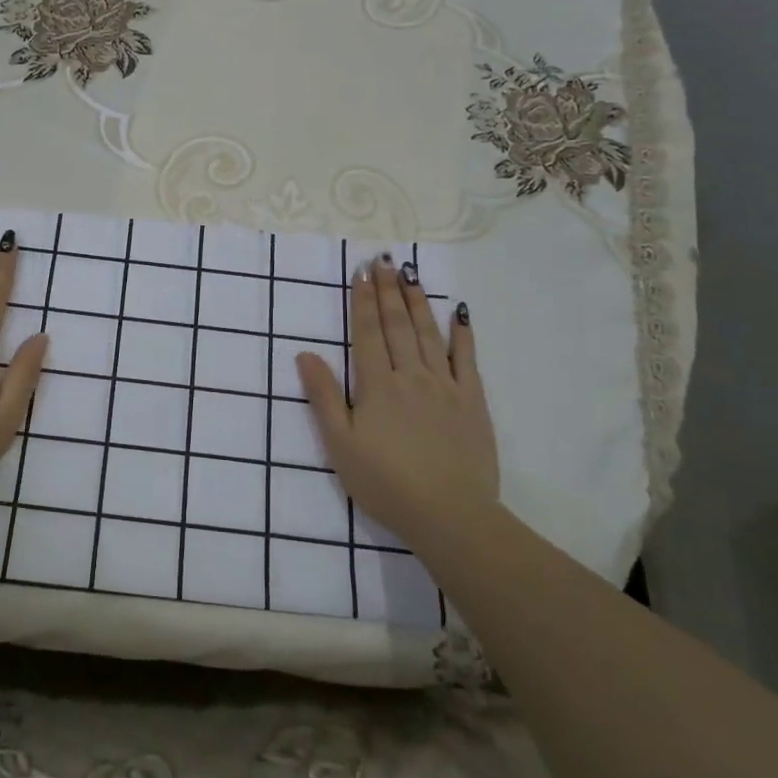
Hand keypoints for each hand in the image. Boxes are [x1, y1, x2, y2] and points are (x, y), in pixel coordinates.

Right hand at [296, 258, 497, 543]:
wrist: (450, 516)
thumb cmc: (386, 483)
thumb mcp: (340, 445)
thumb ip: (324, 396)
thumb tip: (304, 354)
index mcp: (377, 385)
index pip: (368, 333)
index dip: (363, 301)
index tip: (361, 273)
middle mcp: (411, 375)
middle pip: (397, 325)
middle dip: (389, 290)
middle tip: (384, 260)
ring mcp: (445, 386)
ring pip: (428, 333)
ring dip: (417, 300)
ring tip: (411, 273)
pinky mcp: (472, 401)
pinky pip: (466, 358)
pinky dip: (462, 333)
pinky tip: (458, 312)